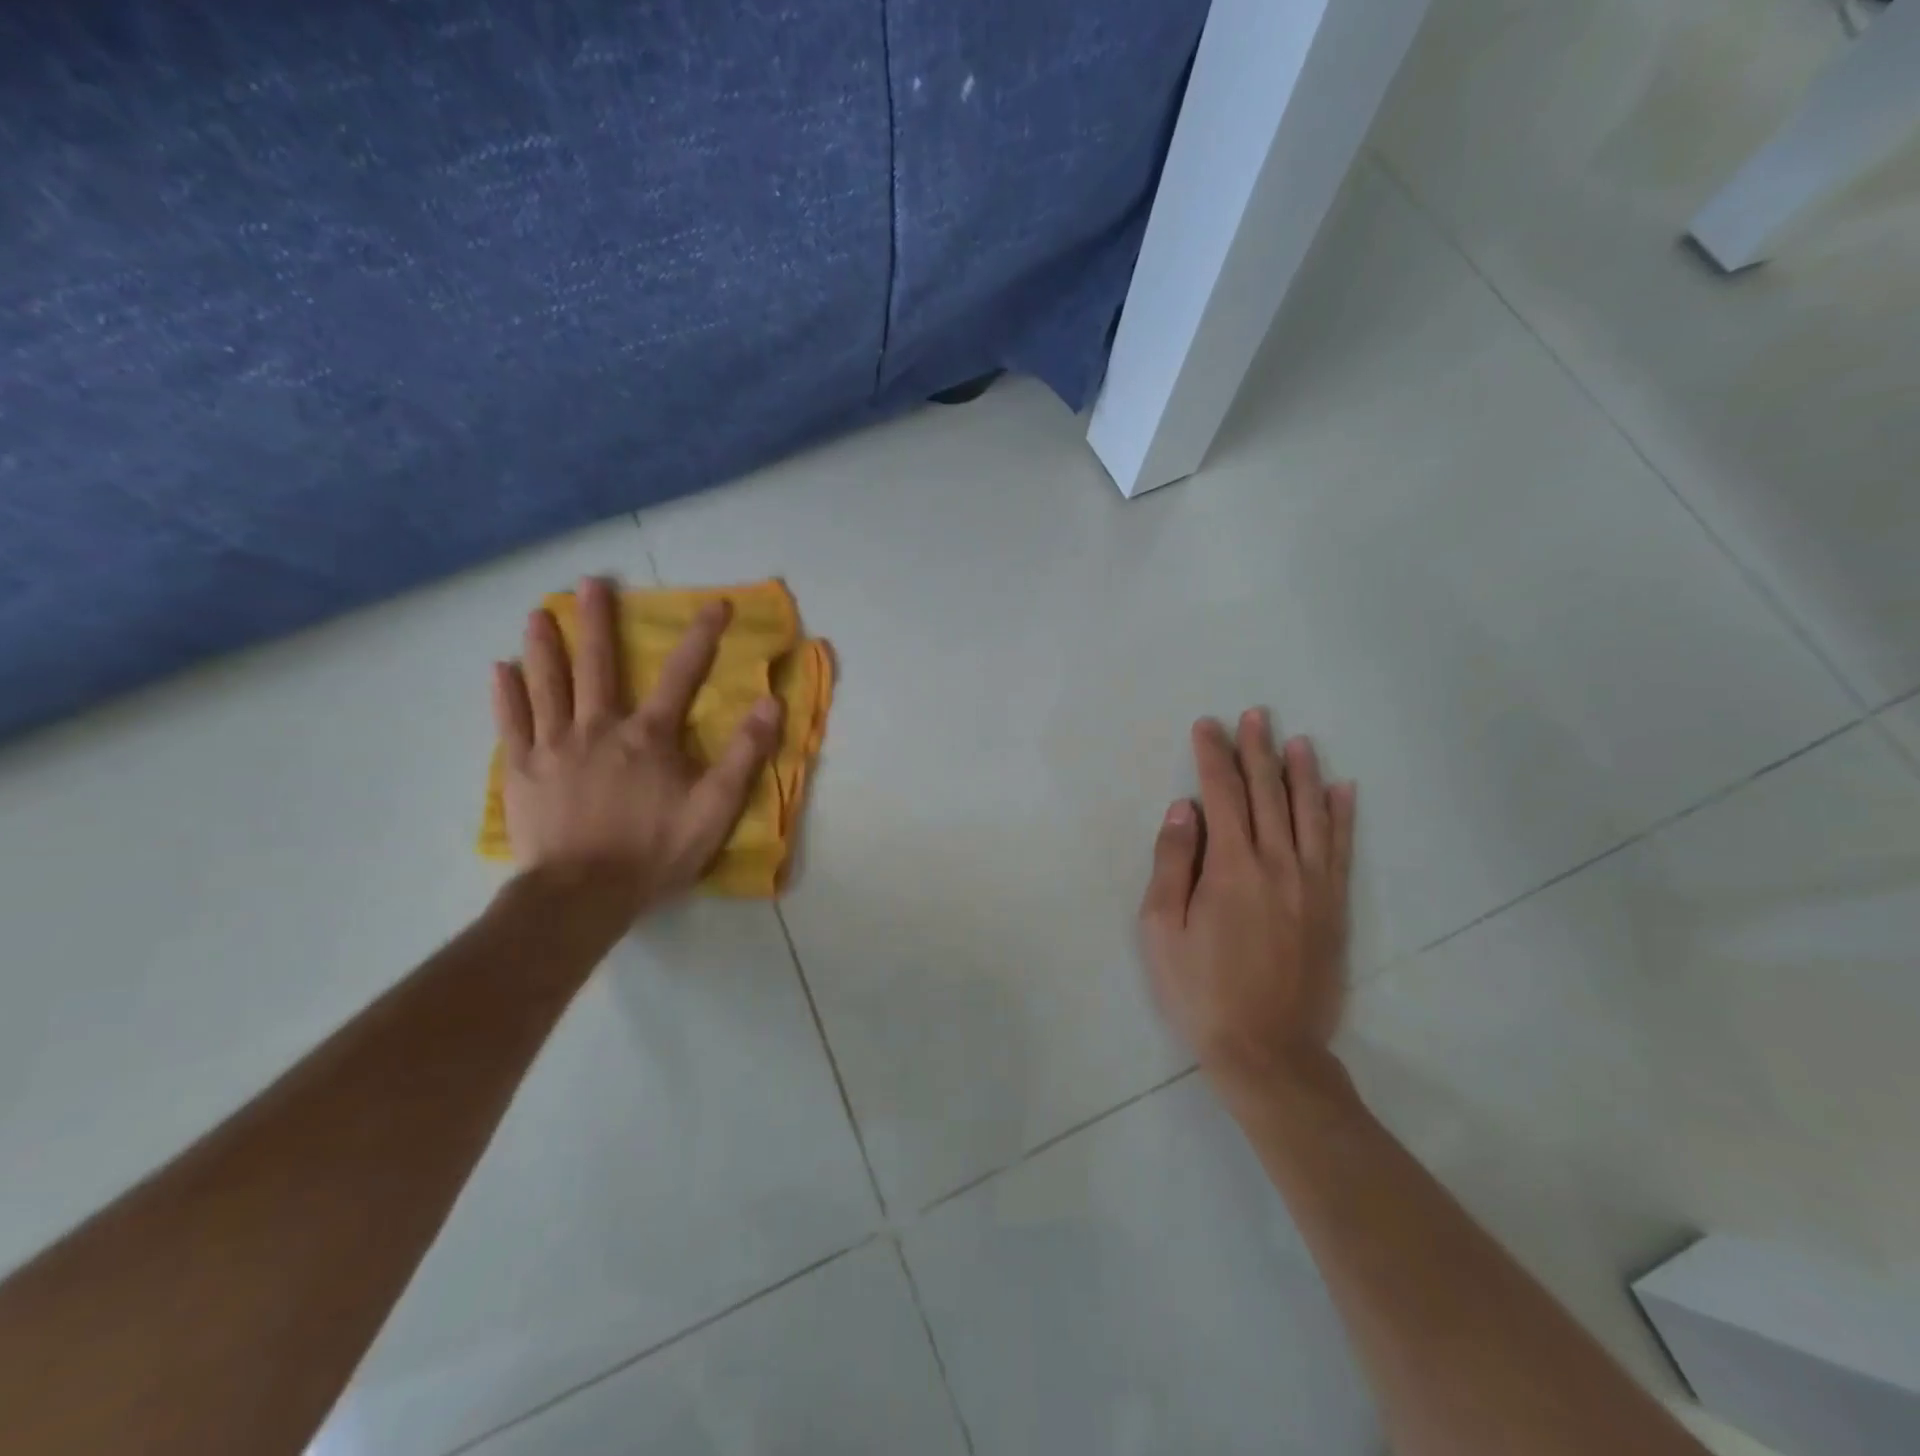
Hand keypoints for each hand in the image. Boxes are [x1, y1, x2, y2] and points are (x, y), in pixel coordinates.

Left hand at [491, 577, 782, 913]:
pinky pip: (512, 723)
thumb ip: (744, 754)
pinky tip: (500, 669)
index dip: (702, 636)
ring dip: (545, 645)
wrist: (582, 895)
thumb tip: (770, 702)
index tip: (715, 604)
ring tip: (538, 613)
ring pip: (548, 684)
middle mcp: (599, 727)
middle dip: (597, 621)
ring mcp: (554, 746)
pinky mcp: (522, 770)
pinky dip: (506, 694)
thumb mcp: (715, 808)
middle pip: (598, 665)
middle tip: (591, 582)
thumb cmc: (655, 852)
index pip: (681, 675)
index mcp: (649, 736)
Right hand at [1138, 710, 1356, 1094]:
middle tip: (1254, 715)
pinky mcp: (1334, 907)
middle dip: (1257, 751)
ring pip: (1310, 813)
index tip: (1207, 725)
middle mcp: (1277, 864)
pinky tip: (1342, 790)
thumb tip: (1184, 810)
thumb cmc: (1200, 990)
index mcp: (1231, 867)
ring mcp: (1313, 884)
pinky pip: (1340, 849)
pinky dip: (1342, 815)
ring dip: (1302, 772)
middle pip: (1269, 793)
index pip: (1222, 794)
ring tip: (1297, 740)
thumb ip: (1171, 863)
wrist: (1268, 1051)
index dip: (1213, 757)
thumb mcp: (1160, 929)